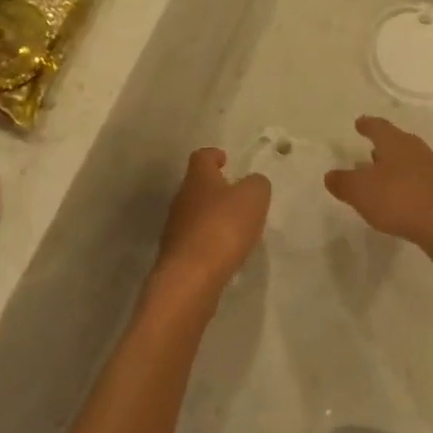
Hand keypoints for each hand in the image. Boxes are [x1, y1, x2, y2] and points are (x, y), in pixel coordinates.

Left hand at [152, 148, 270, 300]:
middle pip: (197, 186)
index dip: (214, 155)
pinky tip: (224, 253)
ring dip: (212, 217)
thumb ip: (257, 184)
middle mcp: (182, 198)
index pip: (202, 156)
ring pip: (195, 214)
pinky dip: (209, 242)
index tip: (225, 160)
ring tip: (235, 228)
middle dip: (216, 189)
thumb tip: (252, 183)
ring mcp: (175, 228)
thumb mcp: (253, 197)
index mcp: (198, 178)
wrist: (190, 277)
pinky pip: (195, 241)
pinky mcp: (176, 256)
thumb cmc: (223, 226)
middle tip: (237, 197)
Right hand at [324, 117, 432, 254]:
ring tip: (382, 176)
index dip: (367, 125)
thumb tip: (330, 175)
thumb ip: (343, 182)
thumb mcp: (360, 191)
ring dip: (395, 166)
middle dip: (382, 146)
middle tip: (370, 150)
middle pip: (396, 142)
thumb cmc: (399, 199)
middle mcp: (415, 149)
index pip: (378, 126)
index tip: (359, 123)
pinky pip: (419, 181)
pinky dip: (407, 185)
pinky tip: (401, 198)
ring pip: (409, 161)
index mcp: (394, 142)